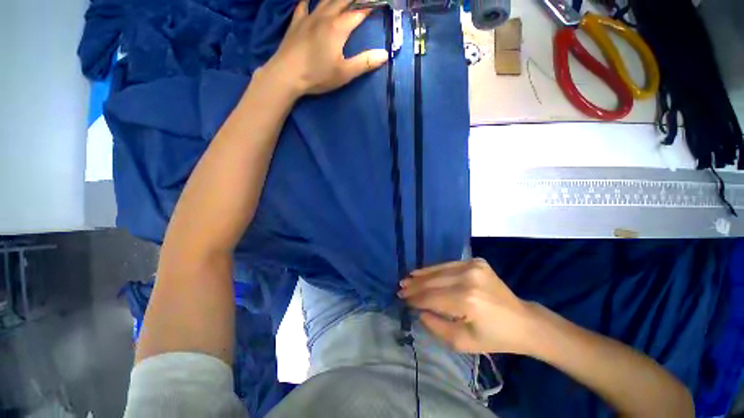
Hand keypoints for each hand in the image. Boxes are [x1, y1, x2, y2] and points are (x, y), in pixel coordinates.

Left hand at [263, 0, 387, 97]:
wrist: (287, 75)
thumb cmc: (317, 75)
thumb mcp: (344, 73)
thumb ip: (365, 63)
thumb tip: (385, 54)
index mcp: (339, 28)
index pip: (359, 12)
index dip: (370, 7)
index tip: (379, 4)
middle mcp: (325, 16)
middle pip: (343, 0)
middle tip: (362, 0)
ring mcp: (309, 17)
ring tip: (343, 0)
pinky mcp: (296, 22)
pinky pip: (303, 4)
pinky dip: (309, 0)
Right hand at [398, 258, 536, 353]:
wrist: (523, 321)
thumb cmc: (494, 337)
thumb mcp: (462, 342)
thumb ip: (436, 326)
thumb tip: (419, 311)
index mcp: (467, 301)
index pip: (432, 298)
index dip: (415, 299)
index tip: (402, 300)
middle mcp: (469, 278)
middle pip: (433, 282)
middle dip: (415, 286)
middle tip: (400, 288)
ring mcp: (473, 266)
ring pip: (439, 270)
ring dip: (421, 275)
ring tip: (407, 279)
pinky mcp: (476, 261)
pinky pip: (448, 265)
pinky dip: (434, 270)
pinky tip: (423, 272)